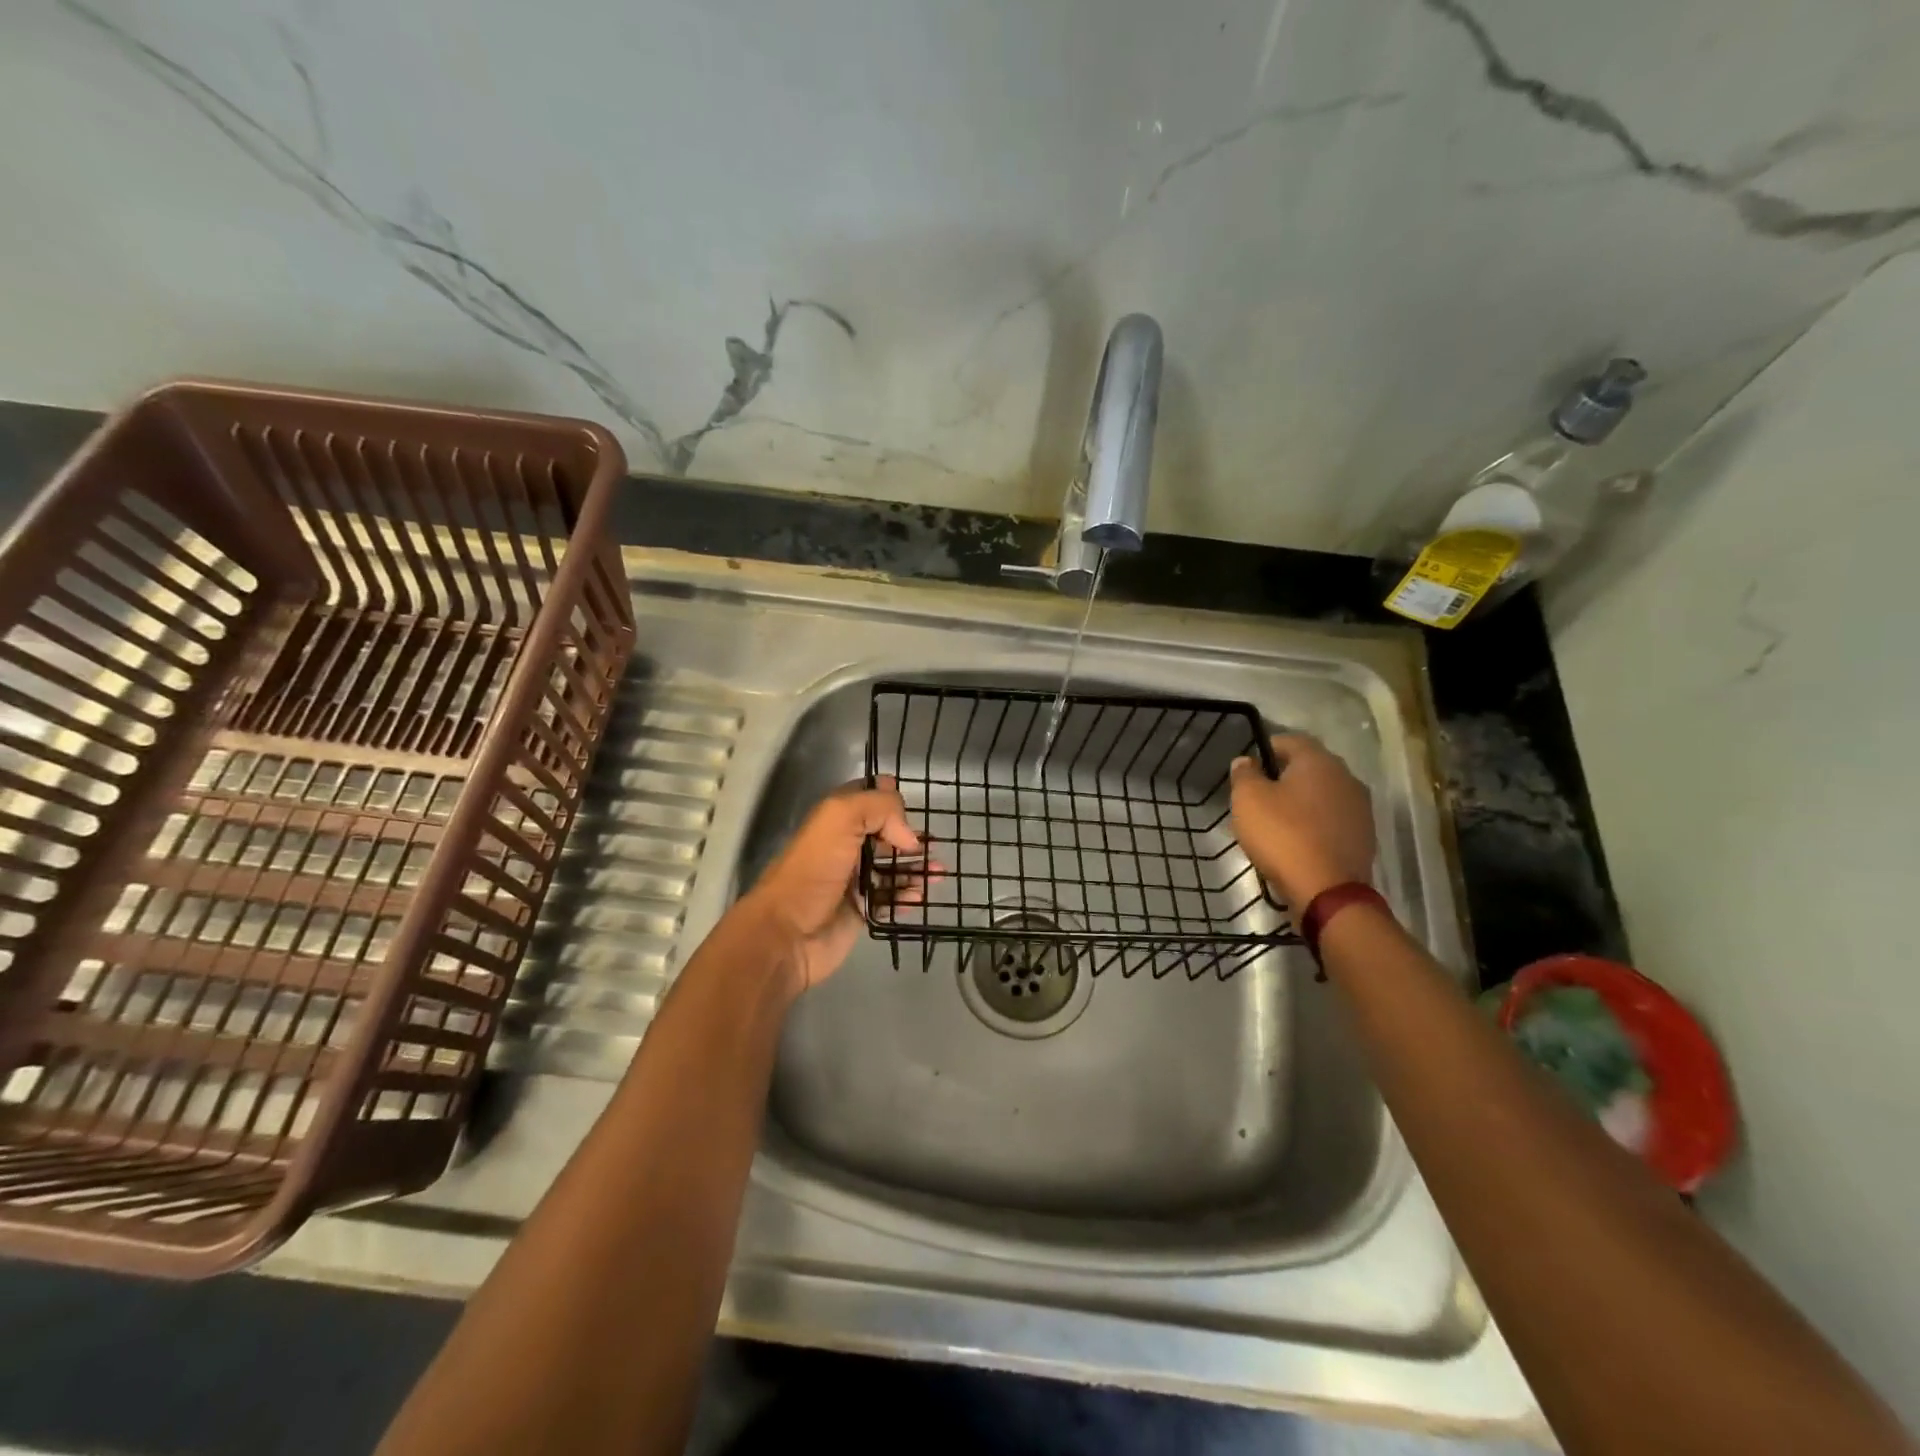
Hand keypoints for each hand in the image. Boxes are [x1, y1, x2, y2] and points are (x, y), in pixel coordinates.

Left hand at [735, 777, 932, 993]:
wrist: (787, 933)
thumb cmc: (813, 870)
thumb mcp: (841, 819)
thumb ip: (879, 809)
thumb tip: (908, 834)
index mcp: (835, 821)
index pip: (866, 798)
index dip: (889, 797)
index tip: (912, 803)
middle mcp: (845, 847)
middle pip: (885, 834)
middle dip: (911, 836)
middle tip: (935, 843)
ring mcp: (853, 881)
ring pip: (892, 868)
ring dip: (917, 868)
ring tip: (940, 872)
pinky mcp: (861, 911)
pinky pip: (891, 899)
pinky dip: (908, 896)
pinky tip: (921, 895)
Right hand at [1229, 733, 1375, 921]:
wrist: (1327, 890)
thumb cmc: (1283, 835)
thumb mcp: (1248, 800)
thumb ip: (1245, 774)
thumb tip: (1246, 761)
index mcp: (1319, 762)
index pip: (1291, 740)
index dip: (1267, 748)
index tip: (1249, 767)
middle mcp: (1346, 778)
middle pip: (1310, 767)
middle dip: (1285, 776)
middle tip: (1260, 794)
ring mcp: (1361, 808)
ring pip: (1324, 794)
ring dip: (1302, 801)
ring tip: (1278, 820)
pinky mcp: (1364, 836)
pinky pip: (1333, 820)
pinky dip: (1316, 824)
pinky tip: (1298, 840)